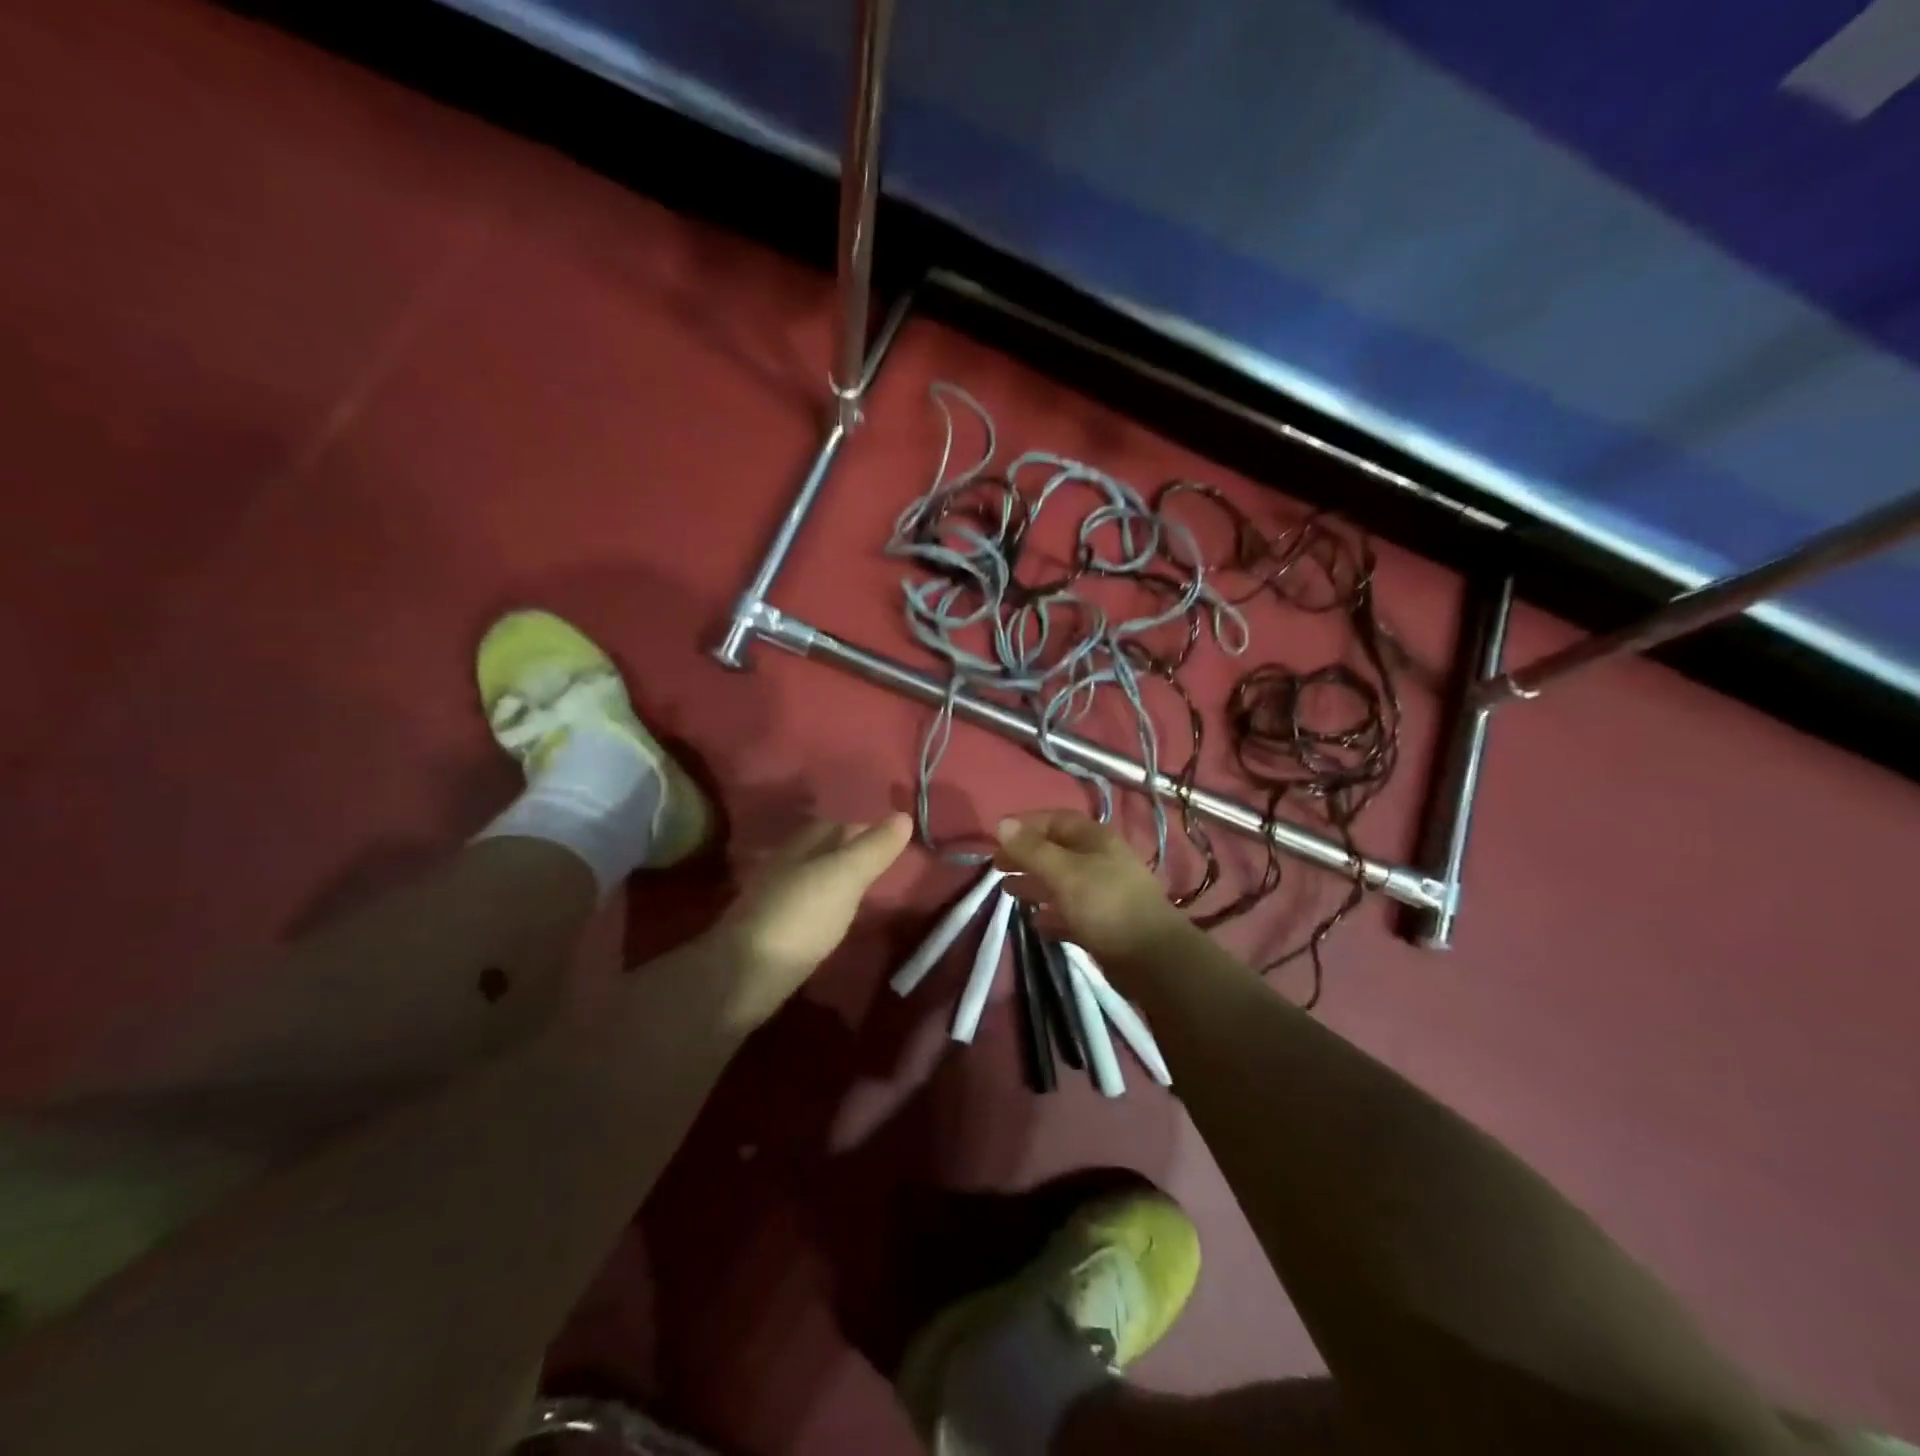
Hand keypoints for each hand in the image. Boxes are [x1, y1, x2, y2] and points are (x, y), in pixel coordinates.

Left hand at [714, 812, 912, 1028]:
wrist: (742, 978)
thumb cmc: (800, 917)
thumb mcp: (845, 877)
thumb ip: (873, 849)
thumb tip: (903, 815)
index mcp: (800, 847)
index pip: (835, 825)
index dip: (862, 829)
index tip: (892, 841)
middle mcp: (782, 867)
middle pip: (820, 851)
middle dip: (848, 853)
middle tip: (882, 868)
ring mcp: (772, 901)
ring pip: (810, 880)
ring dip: (834, 882)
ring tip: (863, 896)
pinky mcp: (769, 935)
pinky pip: (803, 910)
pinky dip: (821, 909)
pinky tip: (832, 924)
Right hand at [993, 810, 1194, 970]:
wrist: (1151, 957)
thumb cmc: (1105, 904)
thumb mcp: (1063, 872)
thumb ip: (1031, 850)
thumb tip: (1002, 824)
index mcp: (1095, 839)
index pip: (1055, 820)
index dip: (1026, 825)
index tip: (997, 837)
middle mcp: (1100, 861)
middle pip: (1057, 851)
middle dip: (1026, 856)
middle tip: (996, 867)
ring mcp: (1103, 893)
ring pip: (1062, 882)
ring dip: (1035, 884)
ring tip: (1008, 891)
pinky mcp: (1104, 924)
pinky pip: (1071, 913)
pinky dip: (1052, 914)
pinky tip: (1036, 923)